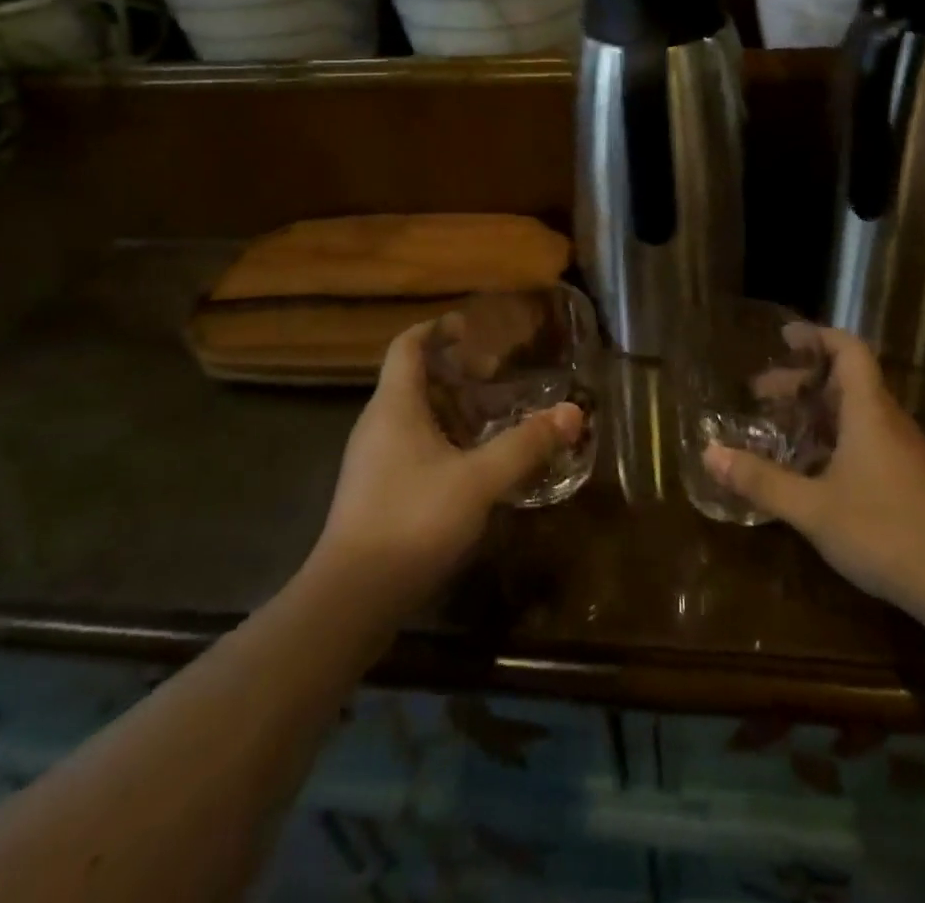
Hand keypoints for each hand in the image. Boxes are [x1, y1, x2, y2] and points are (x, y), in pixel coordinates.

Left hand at [311, 320, 582, 612]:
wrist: (351, 598)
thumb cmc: (413, 520)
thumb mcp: (479, 480)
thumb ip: (526, 444)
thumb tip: (572, 412)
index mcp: (395, 405)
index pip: (408, 346)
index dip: (437, 329)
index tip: (471, 326)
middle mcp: (378, 424)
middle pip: (414, 379)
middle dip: (455, 372)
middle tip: (496, 376)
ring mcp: (373, 460)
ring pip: (414, 415)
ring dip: (452, 409)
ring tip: (493, 417)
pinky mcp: (376, 491)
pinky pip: (412, 446)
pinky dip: (444, 440)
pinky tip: (473, 465)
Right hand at [703, 328, 924, 614]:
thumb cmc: (884, 532)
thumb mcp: (812, 507)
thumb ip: (761, 480)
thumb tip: (709, 454)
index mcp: (869, 411)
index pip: (849, 351)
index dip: (817, 336)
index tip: (784, 337)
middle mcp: (889, 420)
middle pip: (846, 381)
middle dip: (802, 381)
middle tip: (760, 392)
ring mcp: (904, 451)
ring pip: (856, 412)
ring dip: (817, 411)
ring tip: (779, 427)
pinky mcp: (911, 478)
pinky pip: (867, 438)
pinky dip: (834, 438)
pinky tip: (812, 469)